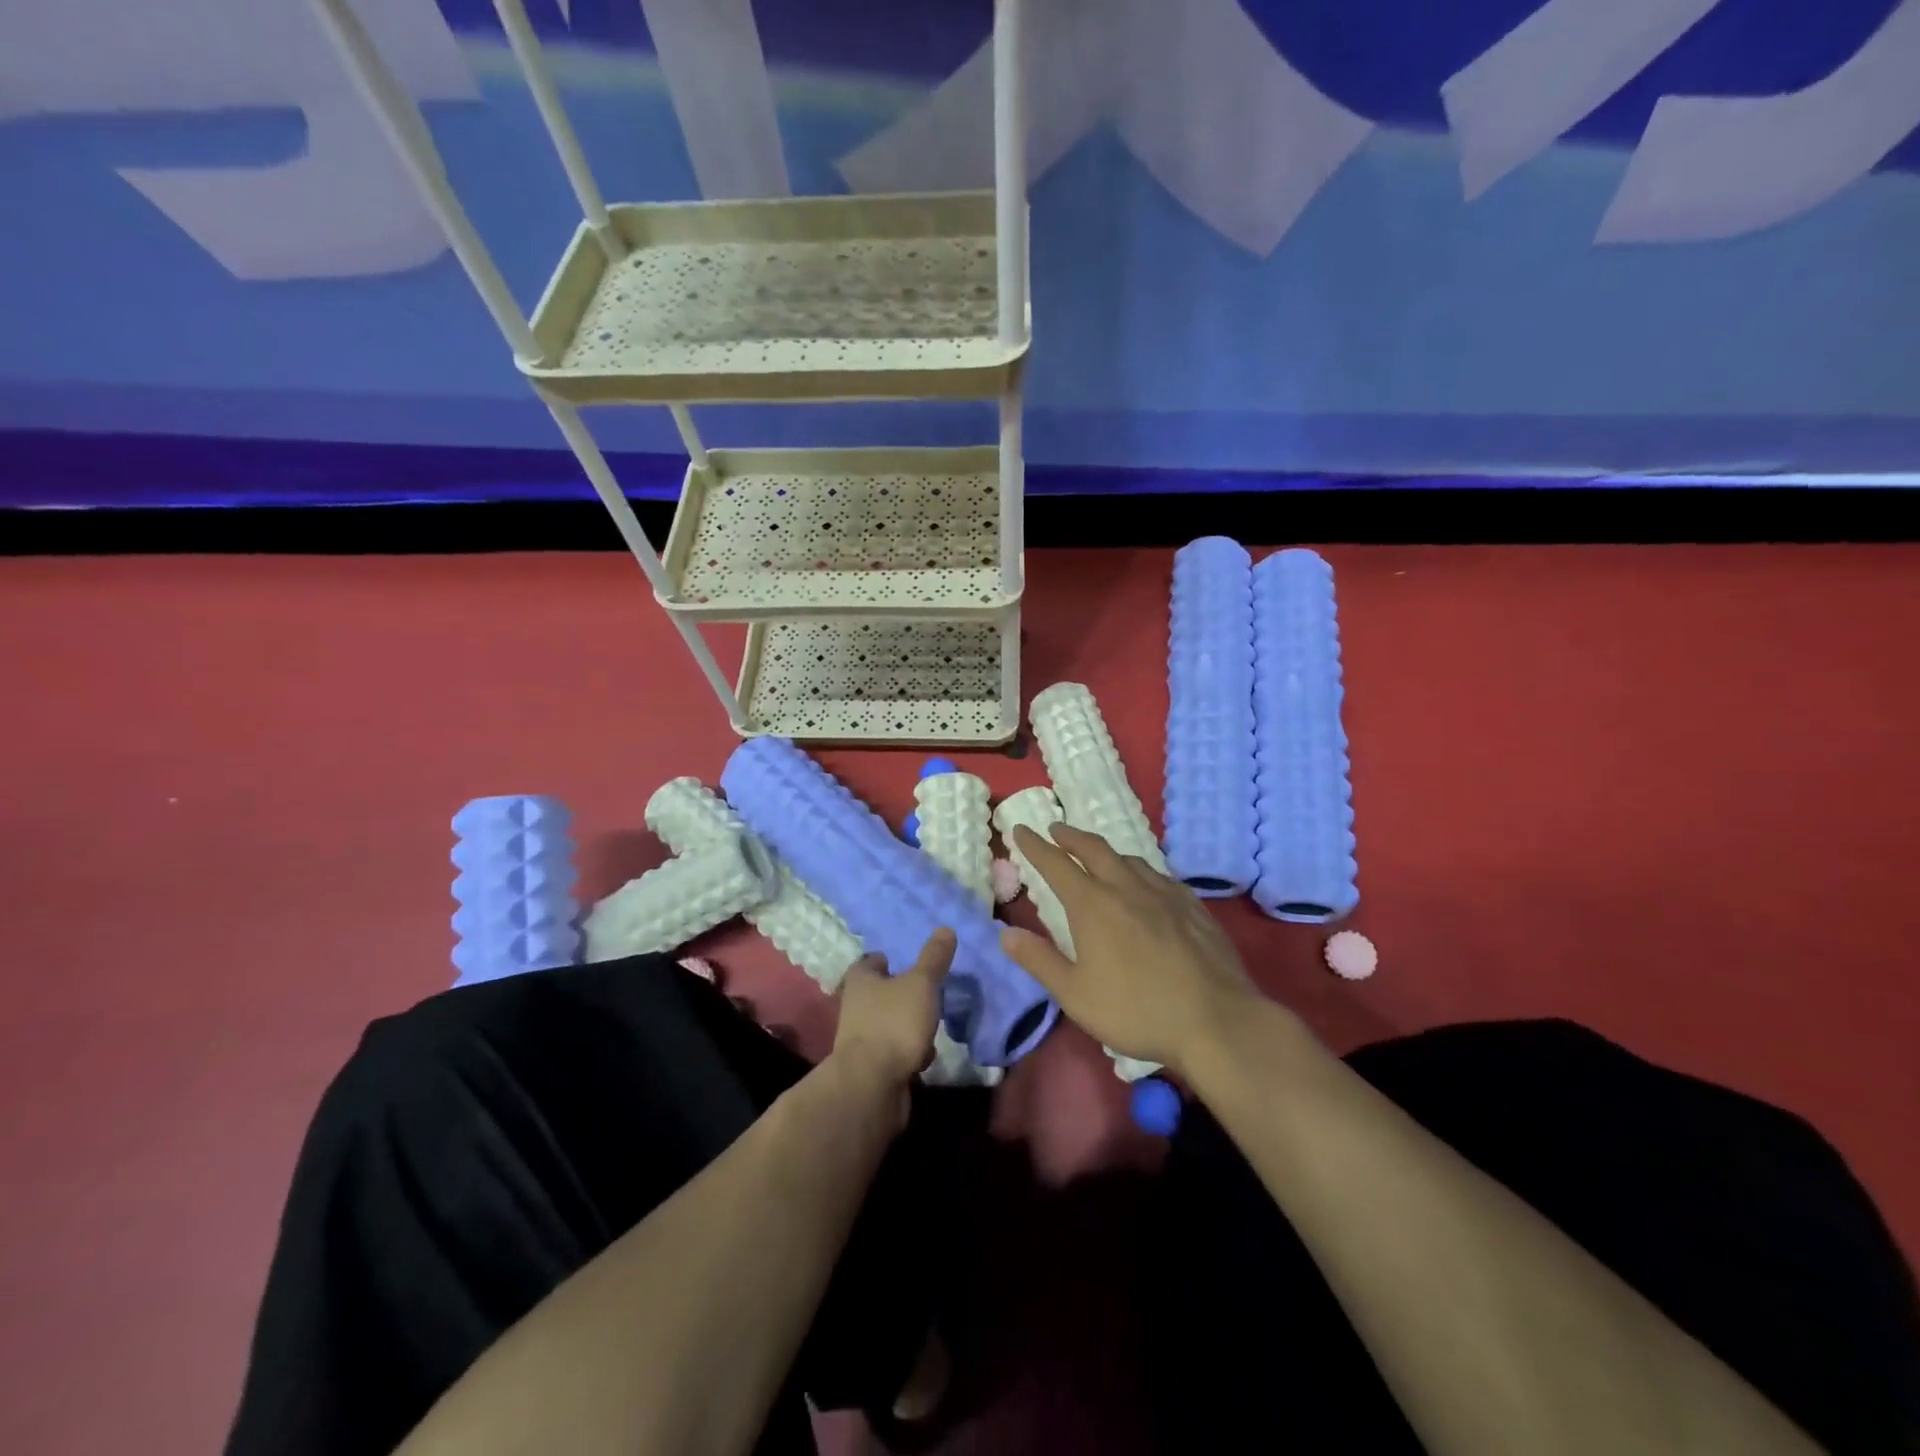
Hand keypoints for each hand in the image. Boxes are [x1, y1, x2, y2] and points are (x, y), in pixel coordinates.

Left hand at [829, 928, 954, 1126]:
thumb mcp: (921, 984)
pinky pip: (896, 1052)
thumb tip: (945, 928)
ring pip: (890, 1024)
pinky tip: (926, 1057)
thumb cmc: (894, 1023)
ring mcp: (862, 1039)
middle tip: (929, 992)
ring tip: (933, 1025)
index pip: (872, 962)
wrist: (872, 1086)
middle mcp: (856, 1007)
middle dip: (904, 994)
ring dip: (910, 1025)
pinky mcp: (872, 1067)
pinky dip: (910, 1052)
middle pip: (881, 993)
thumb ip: (933, 958)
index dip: (888, 959)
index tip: (909, 961)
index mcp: (861, 980)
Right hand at [1000, 824, 1264, 1078]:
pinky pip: (1158, 875)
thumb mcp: (1075, 994)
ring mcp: (1164, 893)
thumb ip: (1039, 960)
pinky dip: (1139, 870)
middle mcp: (1126, 888)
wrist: (1216, 1020)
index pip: (1055, 864)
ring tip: (1097, 855)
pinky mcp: (1193, 906)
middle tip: (1056, 830)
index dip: (1035, 846)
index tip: (1021, 829)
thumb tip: (1005, 933)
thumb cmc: (1136, 1010)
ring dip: (1105, 851)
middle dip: (1070, 836)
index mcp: (1092, 905)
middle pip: (1094, 849)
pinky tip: (1145, 884)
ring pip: (1129, 859)